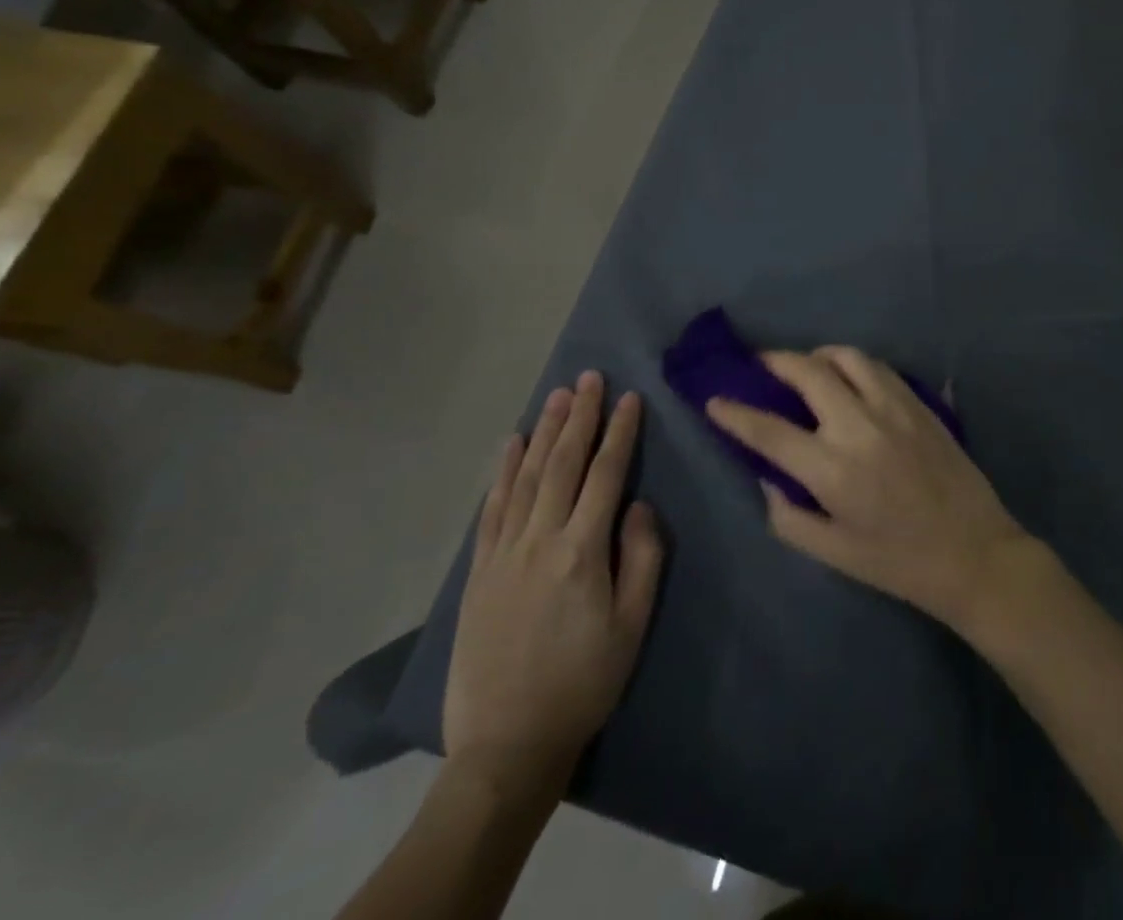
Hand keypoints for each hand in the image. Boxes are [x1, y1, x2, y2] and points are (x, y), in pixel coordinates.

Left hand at [444, 372, 664, 799]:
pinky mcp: (479, 571)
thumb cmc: (584, 683)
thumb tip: (640, 505)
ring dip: (545, 431)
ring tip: (558, 396)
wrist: (506, 745)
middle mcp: (541, 539)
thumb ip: (642, 558)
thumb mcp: (633, 625)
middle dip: (581, 417)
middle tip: (590, 378)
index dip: (620, 432)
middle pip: (563, 463)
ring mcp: (504, 553)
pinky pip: (493, 508)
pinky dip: (504, 471)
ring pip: (527, 476)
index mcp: (583, 551)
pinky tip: (513, 444)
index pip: (606, 474)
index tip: (630, 397)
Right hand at [707, 348, 1030, 632]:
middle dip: (774, 361)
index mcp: (832, 469)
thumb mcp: (833, 554)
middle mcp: (859, 426)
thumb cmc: (899, 562)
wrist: (974, 552)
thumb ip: (789, 516)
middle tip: (759, 364)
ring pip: (846, 356)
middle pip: (807, 372)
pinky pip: (878, 366)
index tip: (713, 399)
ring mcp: (894, 407)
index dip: (735, 413)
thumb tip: (768, 478)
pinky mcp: (919, 402)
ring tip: (805, 367)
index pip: (769, 431)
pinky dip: (853, 364)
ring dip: (817, 355)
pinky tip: (848, 379)